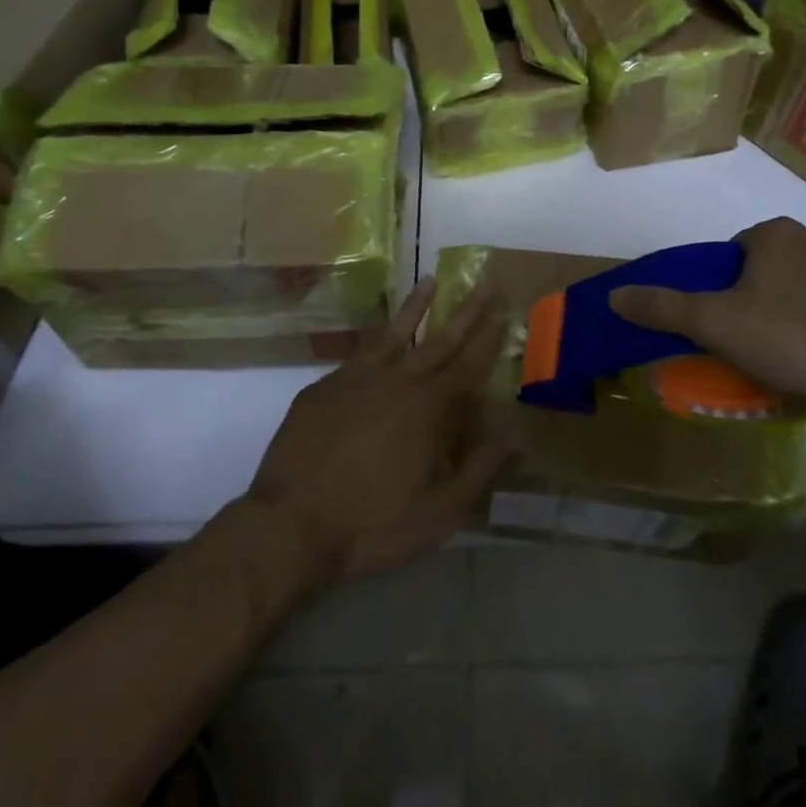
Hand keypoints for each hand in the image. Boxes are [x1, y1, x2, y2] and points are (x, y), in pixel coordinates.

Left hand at [246, 278, 510, 585]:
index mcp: (429, 407)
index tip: (505, 306)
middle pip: (439, 338)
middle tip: (485, 280)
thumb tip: (516, 435)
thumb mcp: (439, 513)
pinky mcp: (323, 387)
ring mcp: (355, 379)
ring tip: (429, 280)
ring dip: (415, 307)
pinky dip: (375, 342)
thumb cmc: (372, 524)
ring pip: (393, 334)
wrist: (289, 526)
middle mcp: (396, 380)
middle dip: (467, 309)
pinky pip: (357, 356)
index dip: (490, 335)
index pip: (470, 362)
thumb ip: (480, 470)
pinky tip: (379, 340)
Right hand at [608, 218, 805, 416]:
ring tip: (790, 362)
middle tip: (751, 348)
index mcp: (774, 233)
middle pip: (764, 271)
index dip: (719, 289)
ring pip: (801, 290)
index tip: (722, 326)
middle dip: (754, 303)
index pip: (729, 254)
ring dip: (789, 317)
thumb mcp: (717, 324)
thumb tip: (615, 295)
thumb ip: (664, 307)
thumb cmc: (796, 337)